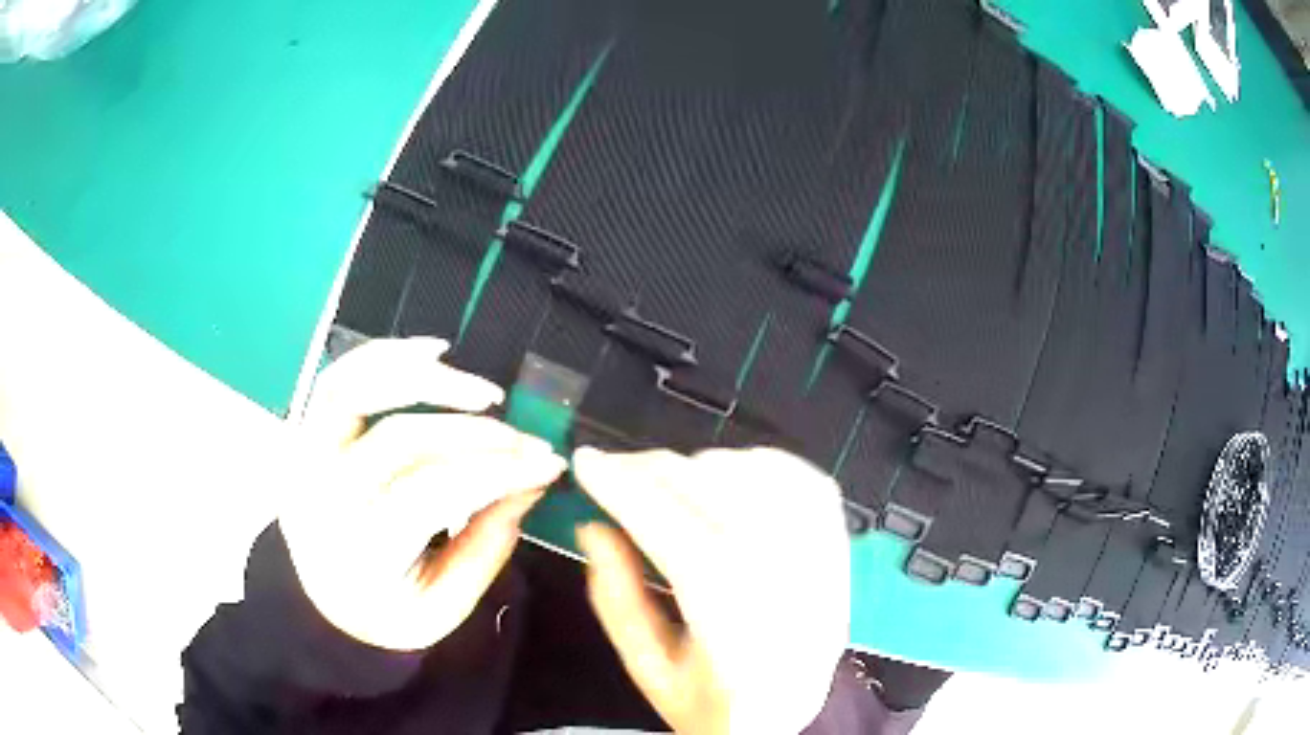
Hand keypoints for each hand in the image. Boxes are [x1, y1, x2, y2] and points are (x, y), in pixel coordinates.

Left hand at [280, 337, 565, 650]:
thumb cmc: (388, 611)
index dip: (494, 471)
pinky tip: (434, 351)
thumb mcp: (444, 608)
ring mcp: (305, 455)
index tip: (547, 463)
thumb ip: (487, 547)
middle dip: (476, 434)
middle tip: (527, 439)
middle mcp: (321, 494)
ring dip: (426, 378)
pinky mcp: (304, 432)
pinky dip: (384, 353)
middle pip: (401, 439)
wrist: (325, 601)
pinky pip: (338, 377)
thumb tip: (532, 481)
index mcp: (356, 552)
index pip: (430, 493)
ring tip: (484, 391)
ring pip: (356, 389)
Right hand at [573, 447, 849, 734]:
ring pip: (761, 480)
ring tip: (665, 483)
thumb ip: (617, 600)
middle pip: (722, 501)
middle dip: (654, 472)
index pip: (683, 543)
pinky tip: (725, 476)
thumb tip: (591, 527)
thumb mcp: (649, 668)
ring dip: (700, 467)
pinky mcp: (839, 543)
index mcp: (739, 636)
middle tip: (615, 469)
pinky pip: (801, 478)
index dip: (630, 494)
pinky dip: (756, 463)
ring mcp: (825, 562)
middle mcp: (792, 589)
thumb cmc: (715, 702)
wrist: (791, 712)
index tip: (587, 464)